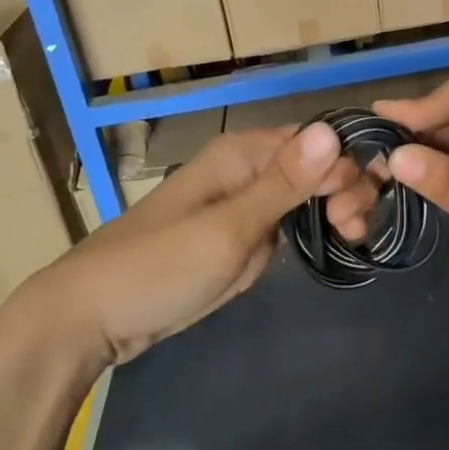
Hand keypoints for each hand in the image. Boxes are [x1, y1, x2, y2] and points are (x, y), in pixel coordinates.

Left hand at [0, 123, 376, 366]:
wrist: (91, 317)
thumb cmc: (158, 269)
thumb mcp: (227, 230)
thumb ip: (283, 184)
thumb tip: (333, 132)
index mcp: (242, 153)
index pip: (317, 141)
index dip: (347, 168)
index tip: (357, 213)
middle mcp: (247, 168)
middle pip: (317, 164)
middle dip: (344, 191)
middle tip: (352, 234)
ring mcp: (243, 202)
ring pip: (308, 192)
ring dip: (334, 210)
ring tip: (349, 241)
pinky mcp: (240, 233)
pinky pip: (289, 220)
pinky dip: (313, 229)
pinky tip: (333, 244)